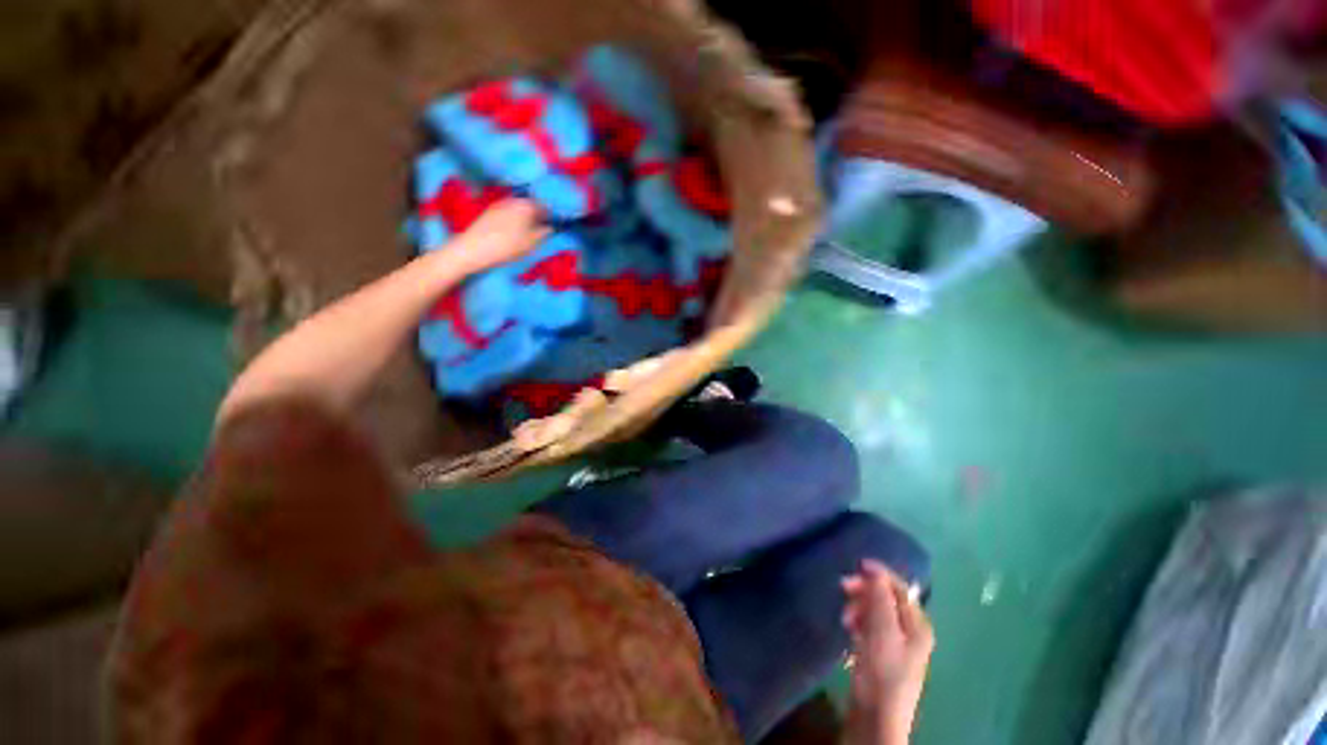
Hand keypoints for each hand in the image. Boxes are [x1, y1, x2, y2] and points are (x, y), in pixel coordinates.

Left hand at [451, 198, 550, 272]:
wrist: (473, 249)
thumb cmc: (508, 246)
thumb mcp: (532, 243)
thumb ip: (544, 233)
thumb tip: (550, 227)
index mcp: (526, 205)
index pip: (545, 205)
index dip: (552, 215)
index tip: (556, 225)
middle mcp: (513, 200)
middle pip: (531, 205)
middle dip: (538, 215)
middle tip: (543, 229)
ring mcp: (500, 204)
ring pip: (519, 209)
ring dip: (526, 217)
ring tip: (529, 232)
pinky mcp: (490, 211)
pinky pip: (509, 212)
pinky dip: (515, 219)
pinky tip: (514, 231)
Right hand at [841, 560, 933, 741]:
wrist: (875, 717)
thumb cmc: (882, 671)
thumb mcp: (882, 631)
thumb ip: (880, 599)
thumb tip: (875, 569)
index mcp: (917, 625)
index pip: (900, 588)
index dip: (879, 574)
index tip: (855, 564)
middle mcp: (910, 632)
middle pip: (887, 599)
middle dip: (865, 591)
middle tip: (842, 587)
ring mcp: (896, 644)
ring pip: (876, 612)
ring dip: (859, 607)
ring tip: (845, 616)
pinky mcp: (881, 654)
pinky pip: (870, 627)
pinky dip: (859, 622)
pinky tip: (848, 628)